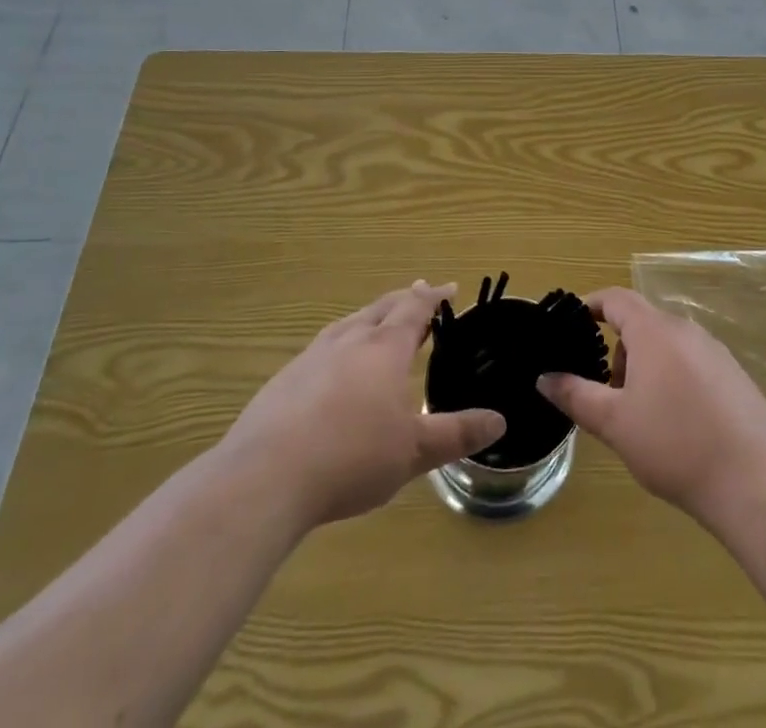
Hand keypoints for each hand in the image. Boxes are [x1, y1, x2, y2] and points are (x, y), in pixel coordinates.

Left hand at [215, 282, 505, 530]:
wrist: (266, 476)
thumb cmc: (352, 457)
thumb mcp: (414, 451)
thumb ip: (456, 434)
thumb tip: (499, 420)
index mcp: (385, 349)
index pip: (415, 309)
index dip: (434, 296)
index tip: (449, 288)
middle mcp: (349, 341)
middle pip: (381, 308)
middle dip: (404, 300)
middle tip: (419, 295)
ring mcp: (312, 357)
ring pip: (349, 324)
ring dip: (370, 318)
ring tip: (377, 323)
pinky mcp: (284, 380)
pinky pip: (322, 348)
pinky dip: (340, 345)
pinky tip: (333, 368)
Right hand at [537, 288, 765, 526]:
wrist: (756, 482)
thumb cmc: (676, 445)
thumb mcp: (614, 423)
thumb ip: (575, 395)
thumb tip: (544, 377)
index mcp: (654, 331)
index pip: (616, 299)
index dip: (591, 305)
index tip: (573, 324)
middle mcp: (686, 330)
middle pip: (642, 323)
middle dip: (619, 350)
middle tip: (607, 393)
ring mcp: (715, 352)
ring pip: (667, 345)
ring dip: (645, 367)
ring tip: (640, 416)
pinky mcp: (735, 377)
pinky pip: (692, 363)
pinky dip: (673, 379)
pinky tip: (677, 425)